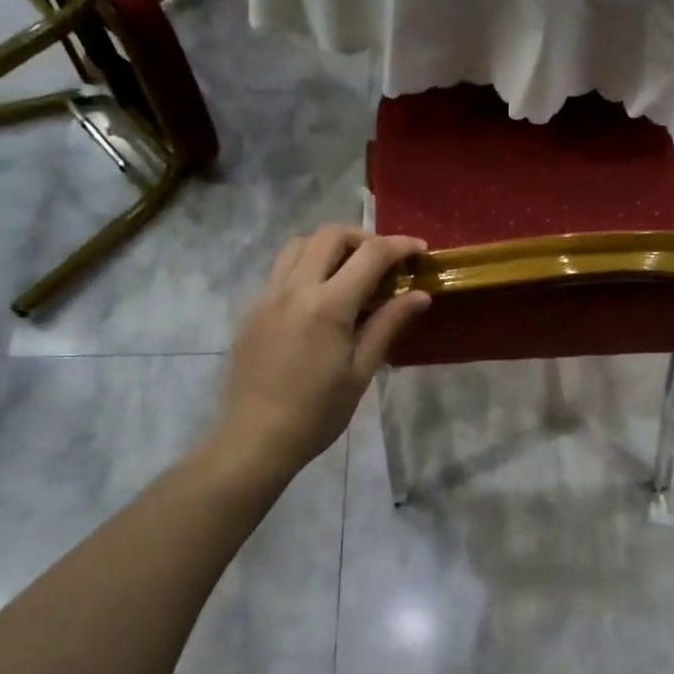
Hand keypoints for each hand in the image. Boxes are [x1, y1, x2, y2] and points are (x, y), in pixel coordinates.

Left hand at [212, 226, 430, 478]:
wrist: (256, 438)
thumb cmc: (318, 412)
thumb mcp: (361, 371)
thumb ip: (388, 324)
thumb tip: (420, 295)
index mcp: (328, 306)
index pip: (370, 254)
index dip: (400, 246)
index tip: (420, 251)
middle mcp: (294, 289)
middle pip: (330, 235)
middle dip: (364, 238)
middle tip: (384, 262)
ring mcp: (268, 296)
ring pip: (299, 244)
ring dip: (330, 246)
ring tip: (350, 271)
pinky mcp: (253, 309)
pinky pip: (281, 269)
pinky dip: (306, 265)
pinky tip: (321, 296)